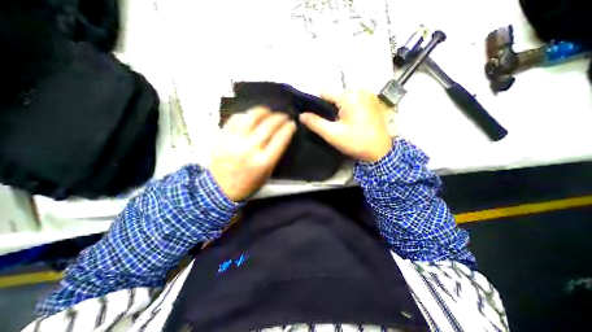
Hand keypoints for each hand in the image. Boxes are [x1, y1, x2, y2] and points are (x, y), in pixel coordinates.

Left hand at [211, 107, 297, 201]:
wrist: (220, 189)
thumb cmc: (248, 184)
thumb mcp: (267, 173)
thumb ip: (275, 154)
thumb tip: (281, 135)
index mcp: (263, 162)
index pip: (280, 138)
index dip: (289, 128)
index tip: (292, 124)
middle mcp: (250, 149)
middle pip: (268, 125)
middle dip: (279, 117)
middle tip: (284, 116)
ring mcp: (234, 141)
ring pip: (251, 117)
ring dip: (263, 111)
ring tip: (268, 111)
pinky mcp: (222, 137)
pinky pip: (235, 119)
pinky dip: (246, 114)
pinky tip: (251, 116)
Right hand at [301, 90, 391, 161]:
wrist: (381, 152)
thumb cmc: (356, 142)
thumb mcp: (332, 134)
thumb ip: (315, 123)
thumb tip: (301, 115)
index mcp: (350, 95)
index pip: (324, 92)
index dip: (316, 104)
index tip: (315, 117)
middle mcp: (360, 89)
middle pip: (335, 95)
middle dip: (329, 107)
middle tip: (331, 123)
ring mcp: (369, 94)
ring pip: (344, 98)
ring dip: (339, 108)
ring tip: (340, 123)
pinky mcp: (373, 100)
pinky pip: (354, 100)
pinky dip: (349, 108)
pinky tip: (350, 120)